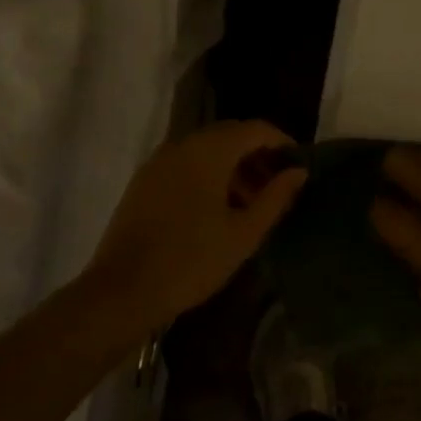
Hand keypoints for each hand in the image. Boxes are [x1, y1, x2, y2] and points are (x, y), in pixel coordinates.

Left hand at [85, 121, 307, 337]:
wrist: (121, 291)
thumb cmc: (191, 261)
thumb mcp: (244, 233)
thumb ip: (275, 197)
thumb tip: (298, 172)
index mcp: (209, 151)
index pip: (255, 129)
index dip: (281, 142)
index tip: (299, 165)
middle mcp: (183, 145)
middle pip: (230, 135)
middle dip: (257, 155)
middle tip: (277, 186)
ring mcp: (159, 161)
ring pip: (207, 150)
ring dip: (233, 166)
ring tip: (251, 203)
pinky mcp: (145, 181)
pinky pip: (186, 164)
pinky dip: (208, 175)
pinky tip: (218, 210)